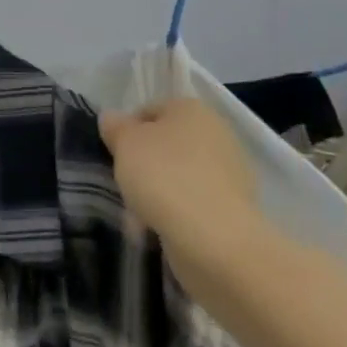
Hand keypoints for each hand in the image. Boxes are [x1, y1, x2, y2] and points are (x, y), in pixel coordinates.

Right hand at [98, 99, 269, 280]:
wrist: (214, 238)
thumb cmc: (164, 176)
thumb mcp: (125, 143)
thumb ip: (115, 126)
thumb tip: (111, 117)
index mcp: (193, 109)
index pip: (150, 110)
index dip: (126, 131)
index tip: (114, 155)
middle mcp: (218, 134)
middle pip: (167, 144)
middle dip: (144, 163)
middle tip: (124, 183)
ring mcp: (231, 173)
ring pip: (180, 175)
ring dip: (159, 190)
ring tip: (139, 213)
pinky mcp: (235, 208)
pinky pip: (194, 203)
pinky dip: (177, 212)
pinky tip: (160, 228)